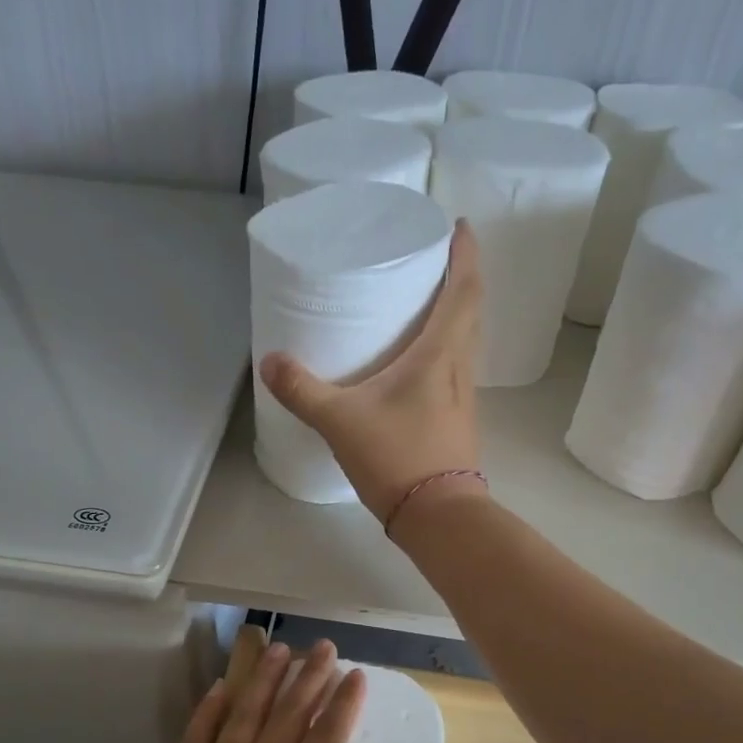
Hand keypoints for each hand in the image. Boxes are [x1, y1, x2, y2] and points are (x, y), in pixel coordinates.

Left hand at [108, 638, 414, 742]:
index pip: (326, 740)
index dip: (343, 705)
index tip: (357, 673)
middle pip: (287, 720)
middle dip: (308, 680)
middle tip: (323, 646)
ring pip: (243, 720)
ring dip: (263, 683)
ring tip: (279, 650)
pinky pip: (195, 742)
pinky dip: (208, 713)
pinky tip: (219, 690)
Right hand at [259, 221, 488, 523]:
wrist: (438, 516)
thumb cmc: (397, 458)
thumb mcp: (340, 421)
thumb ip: (303, 389)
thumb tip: (271, 361)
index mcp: (441, 353)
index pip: (465, 288)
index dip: (466, 253)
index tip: (458, 226)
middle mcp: (461, 368)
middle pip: (471, 309)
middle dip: (459, 277)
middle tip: (431, 259)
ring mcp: (463, 396)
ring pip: (466, 341)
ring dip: (453, 314)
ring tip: (422, 301)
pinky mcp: (457, 420)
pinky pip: (455, 368)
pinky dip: (443, 349)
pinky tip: (416, 361)